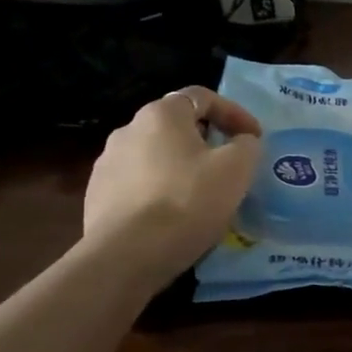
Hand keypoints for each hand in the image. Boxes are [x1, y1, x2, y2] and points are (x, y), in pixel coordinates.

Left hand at [83, 86, 262, 279]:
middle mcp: (128, 130)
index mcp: (161, 115)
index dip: (234, 113)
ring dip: (182, 166)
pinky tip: (174, 215)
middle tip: (230, 164)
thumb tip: (242, 141)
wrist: (128, 255)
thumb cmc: (188, 201)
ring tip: (203, 193)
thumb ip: (246, 145)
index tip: (254, 138)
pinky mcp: (97, 195)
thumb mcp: (237, 168)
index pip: (202, 97)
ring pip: (156, 155)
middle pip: (176, 125)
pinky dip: (161, 189)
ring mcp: (107, 163)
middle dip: (207, 140)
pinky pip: (139, 183)